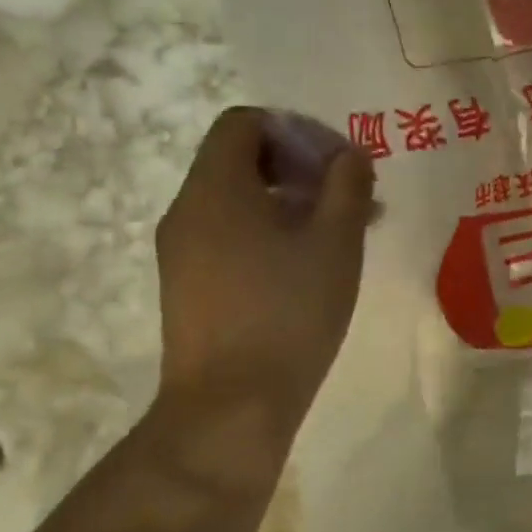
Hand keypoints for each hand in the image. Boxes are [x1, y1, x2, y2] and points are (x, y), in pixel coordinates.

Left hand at [150, 108, 375, 458]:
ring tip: (340, 234)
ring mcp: (181, 251)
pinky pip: (229, 235)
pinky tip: (307, 267)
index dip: (296, 130)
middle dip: (300, 167)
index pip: (245, 122)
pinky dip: (269, 232)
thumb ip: (347, 185)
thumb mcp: (335, 241)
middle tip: (348, 198)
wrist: (230, 408)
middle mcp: (188, 210)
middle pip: (241, 158)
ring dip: (290, 202)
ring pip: (238, 200)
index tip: (336, 163)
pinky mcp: (187, 286)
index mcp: (216, 188)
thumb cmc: (288, 313)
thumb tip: (350, 155)